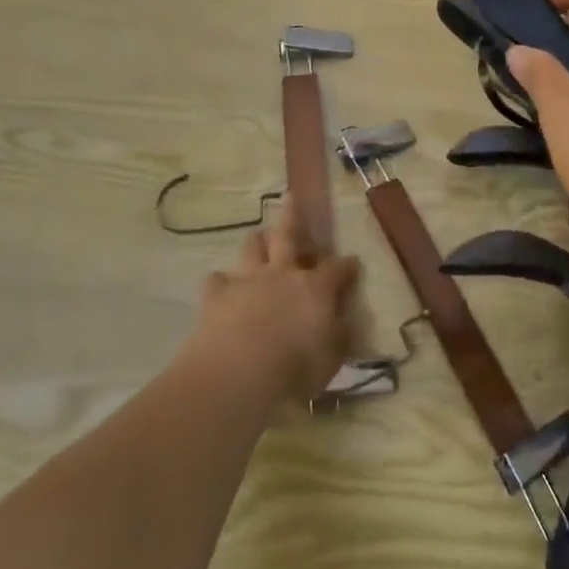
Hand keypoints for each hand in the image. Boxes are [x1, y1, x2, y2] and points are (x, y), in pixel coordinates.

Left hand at [194, 209, 361, 402]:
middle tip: (290, 196)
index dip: (346, 265)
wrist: (237, 373)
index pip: (337, 269)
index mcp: (316, 288)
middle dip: (292, 215)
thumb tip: (346, 322)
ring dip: (257, 241)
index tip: (352, 263)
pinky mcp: (216, 296)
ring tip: (258, 238)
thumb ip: (340, 337)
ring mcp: (248, 281)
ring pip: (252, 248)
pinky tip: (220, 286)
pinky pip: (216, 280)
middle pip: (289, 236)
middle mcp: (283, 274)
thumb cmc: (294, 369)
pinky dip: (220, 282)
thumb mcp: (330, 359)